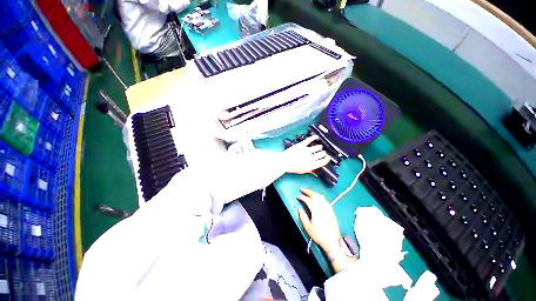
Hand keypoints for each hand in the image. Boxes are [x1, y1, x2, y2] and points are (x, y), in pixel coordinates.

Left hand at [284, 136, 330, 174]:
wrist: (285, 162)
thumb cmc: (293, 168)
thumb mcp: (303, 171)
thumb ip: (311, 170)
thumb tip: (316, 173)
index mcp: (312, 165)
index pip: (323, 161)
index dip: (326, 159)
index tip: (328, 158)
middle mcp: (312, 157)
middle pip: (321, 154)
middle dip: (323, 153)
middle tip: (323, 152)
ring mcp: (307, 150)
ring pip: (317, 147)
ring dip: (319, 147)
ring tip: (320, 147)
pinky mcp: (302, 145)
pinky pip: (309, 140)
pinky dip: (313, 138)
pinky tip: (316, 137)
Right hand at [297, 188, 340, 252]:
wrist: (333, 241)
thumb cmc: (319, 235)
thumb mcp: (308, 228)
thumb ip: (303, 217)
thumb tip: (299, 208)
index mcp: (316, 210)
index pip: (308, 200)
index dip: (302, 197)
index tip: (297, 196)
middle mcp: (322, 206)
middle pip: (315, 195)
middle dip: (308, 191)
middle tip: (302, 189)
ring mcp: (327, 208)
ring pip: (320, 196)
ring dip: (313, 193)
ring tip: (308, 192)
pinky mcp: (331, 210)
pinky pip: (324, 199)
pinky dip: (319, 196)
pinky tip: (317, 197)